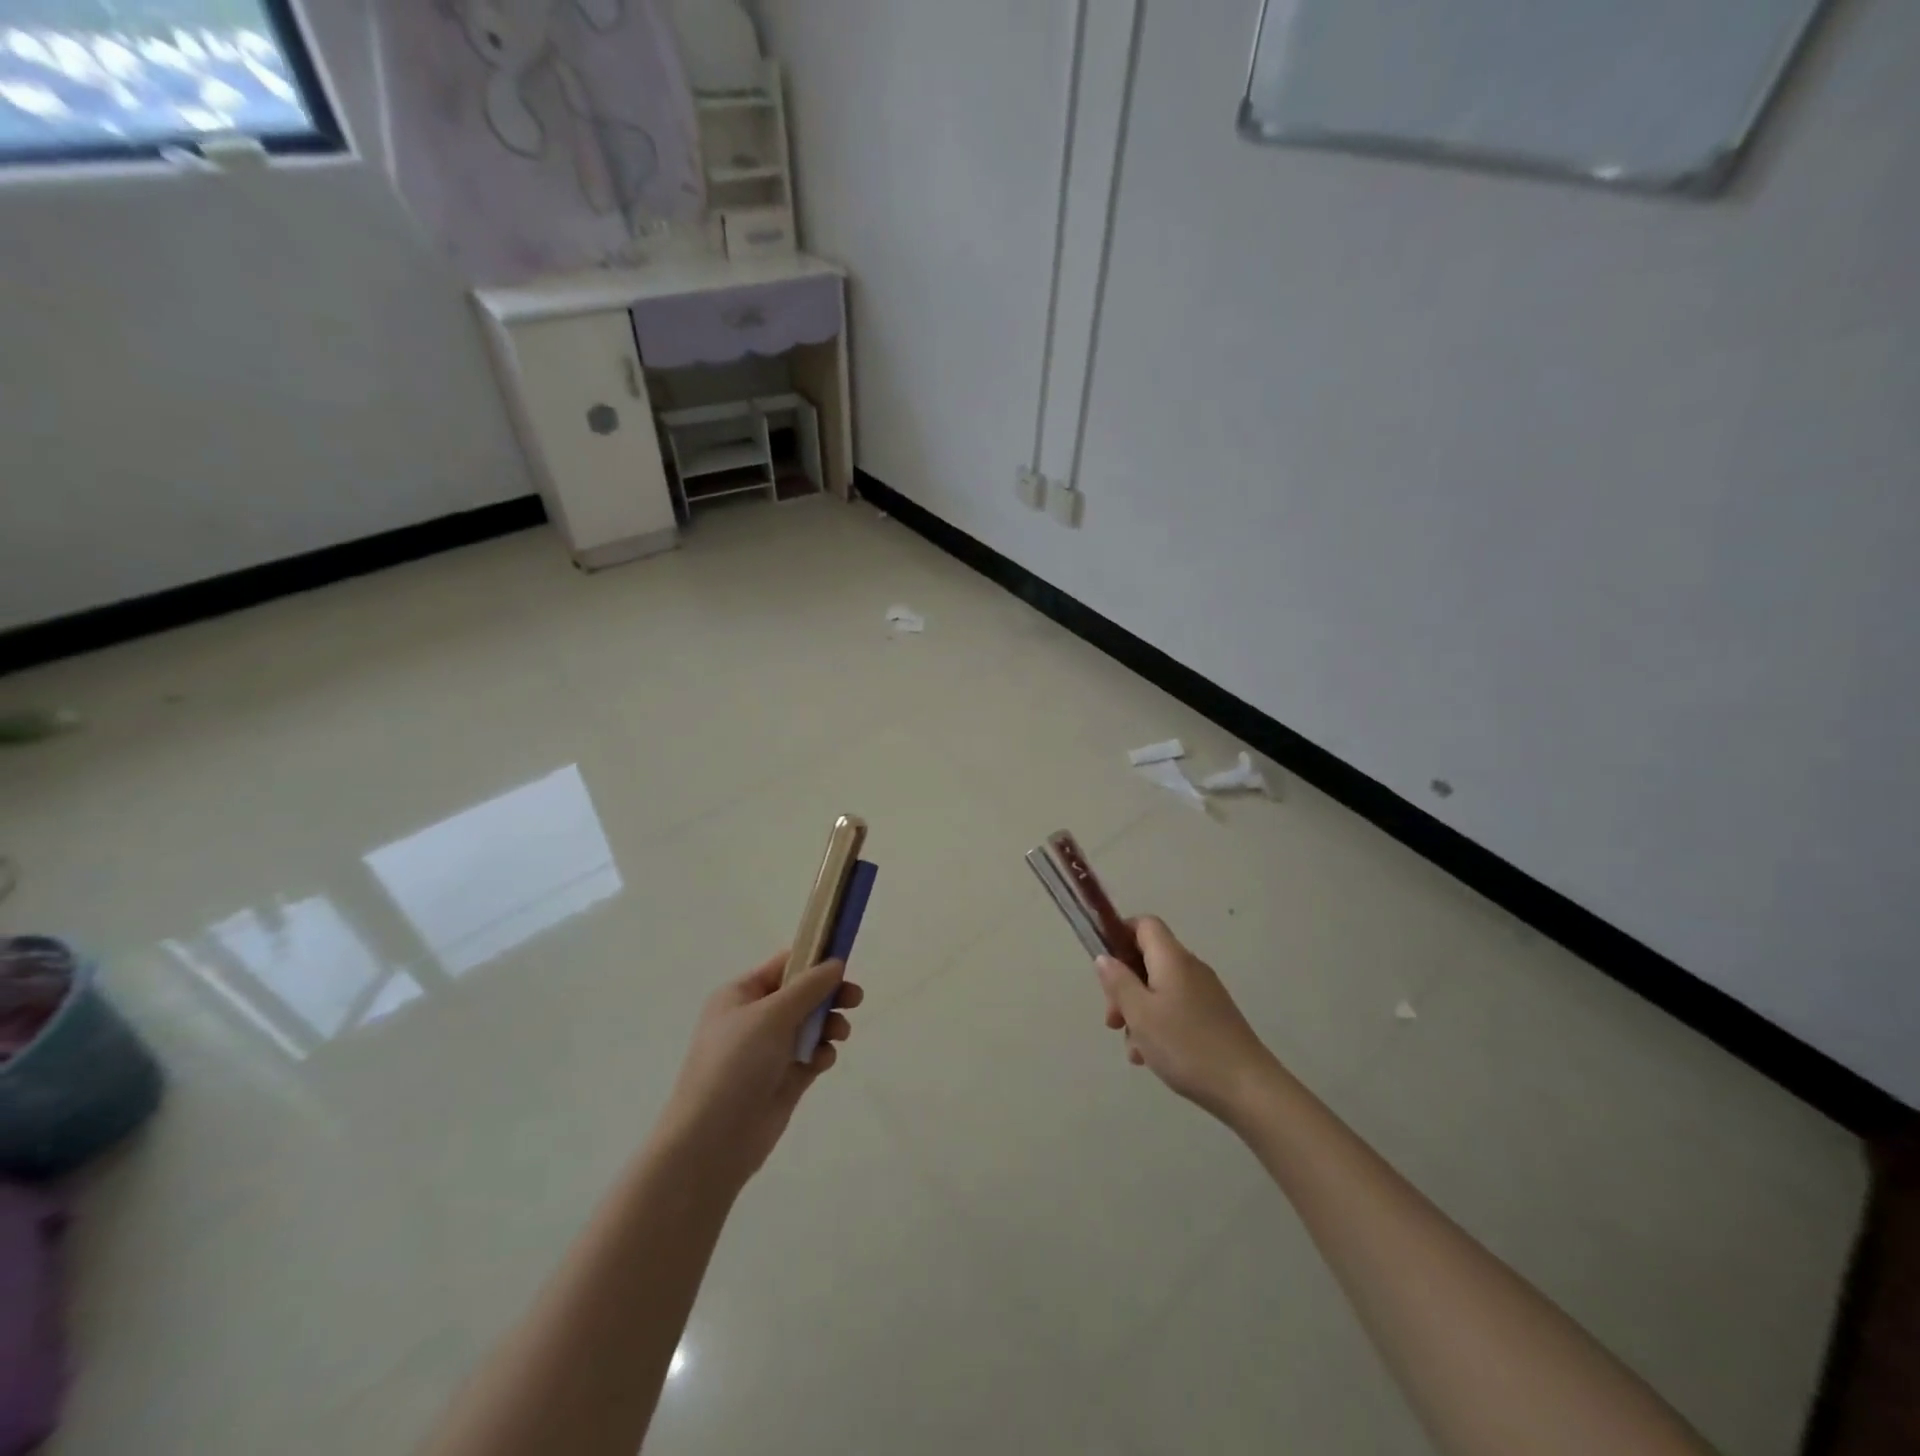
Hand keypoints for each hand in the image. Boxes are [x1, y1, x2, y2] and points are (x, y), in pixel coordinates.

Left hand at [657, 952, 862, 1188]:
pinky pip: (811, 1055)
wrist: (713, 1140)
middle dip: (829, 995)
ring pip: (811, 1025)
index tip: (845, 962)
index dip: (814, 960)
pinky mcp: (783, 1079)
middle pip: (802, 994)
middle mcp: (754, 1018)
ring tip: (840, 1034)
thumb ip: (809, 986)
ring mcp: (769, 1050)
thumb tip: (836, 962)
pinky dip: (822, 1053)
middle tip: (855, 999)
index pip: (784, 965)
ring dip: (829, 1024)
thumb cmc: (736, 1064)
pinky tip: (823, 1061)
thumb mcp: (772, 1014)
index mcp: (741, 994)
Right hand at [1095, 916, 1279, 1121]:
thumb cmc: (1186, 1046)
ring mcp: (1204, 993)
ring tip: (1133, 1049)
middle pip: (1147, 959)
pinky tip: (1152, 1057)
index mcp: (1172, 958)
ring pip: (1158, 989)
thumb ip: (1118, 982)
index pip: (1144, 924)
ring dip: (1139, 1012)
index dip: (1120, 934)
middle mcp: (1190, 967)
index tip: (1105, 966)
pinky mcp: (1213, 1016)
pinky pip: (1175, 1008)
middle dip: (1124, 985)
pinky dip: (1158, 1024)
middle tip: (1113, 1020)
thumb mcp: (1140, 1014)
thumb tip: (1104, 957)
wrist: (1248, 1088)